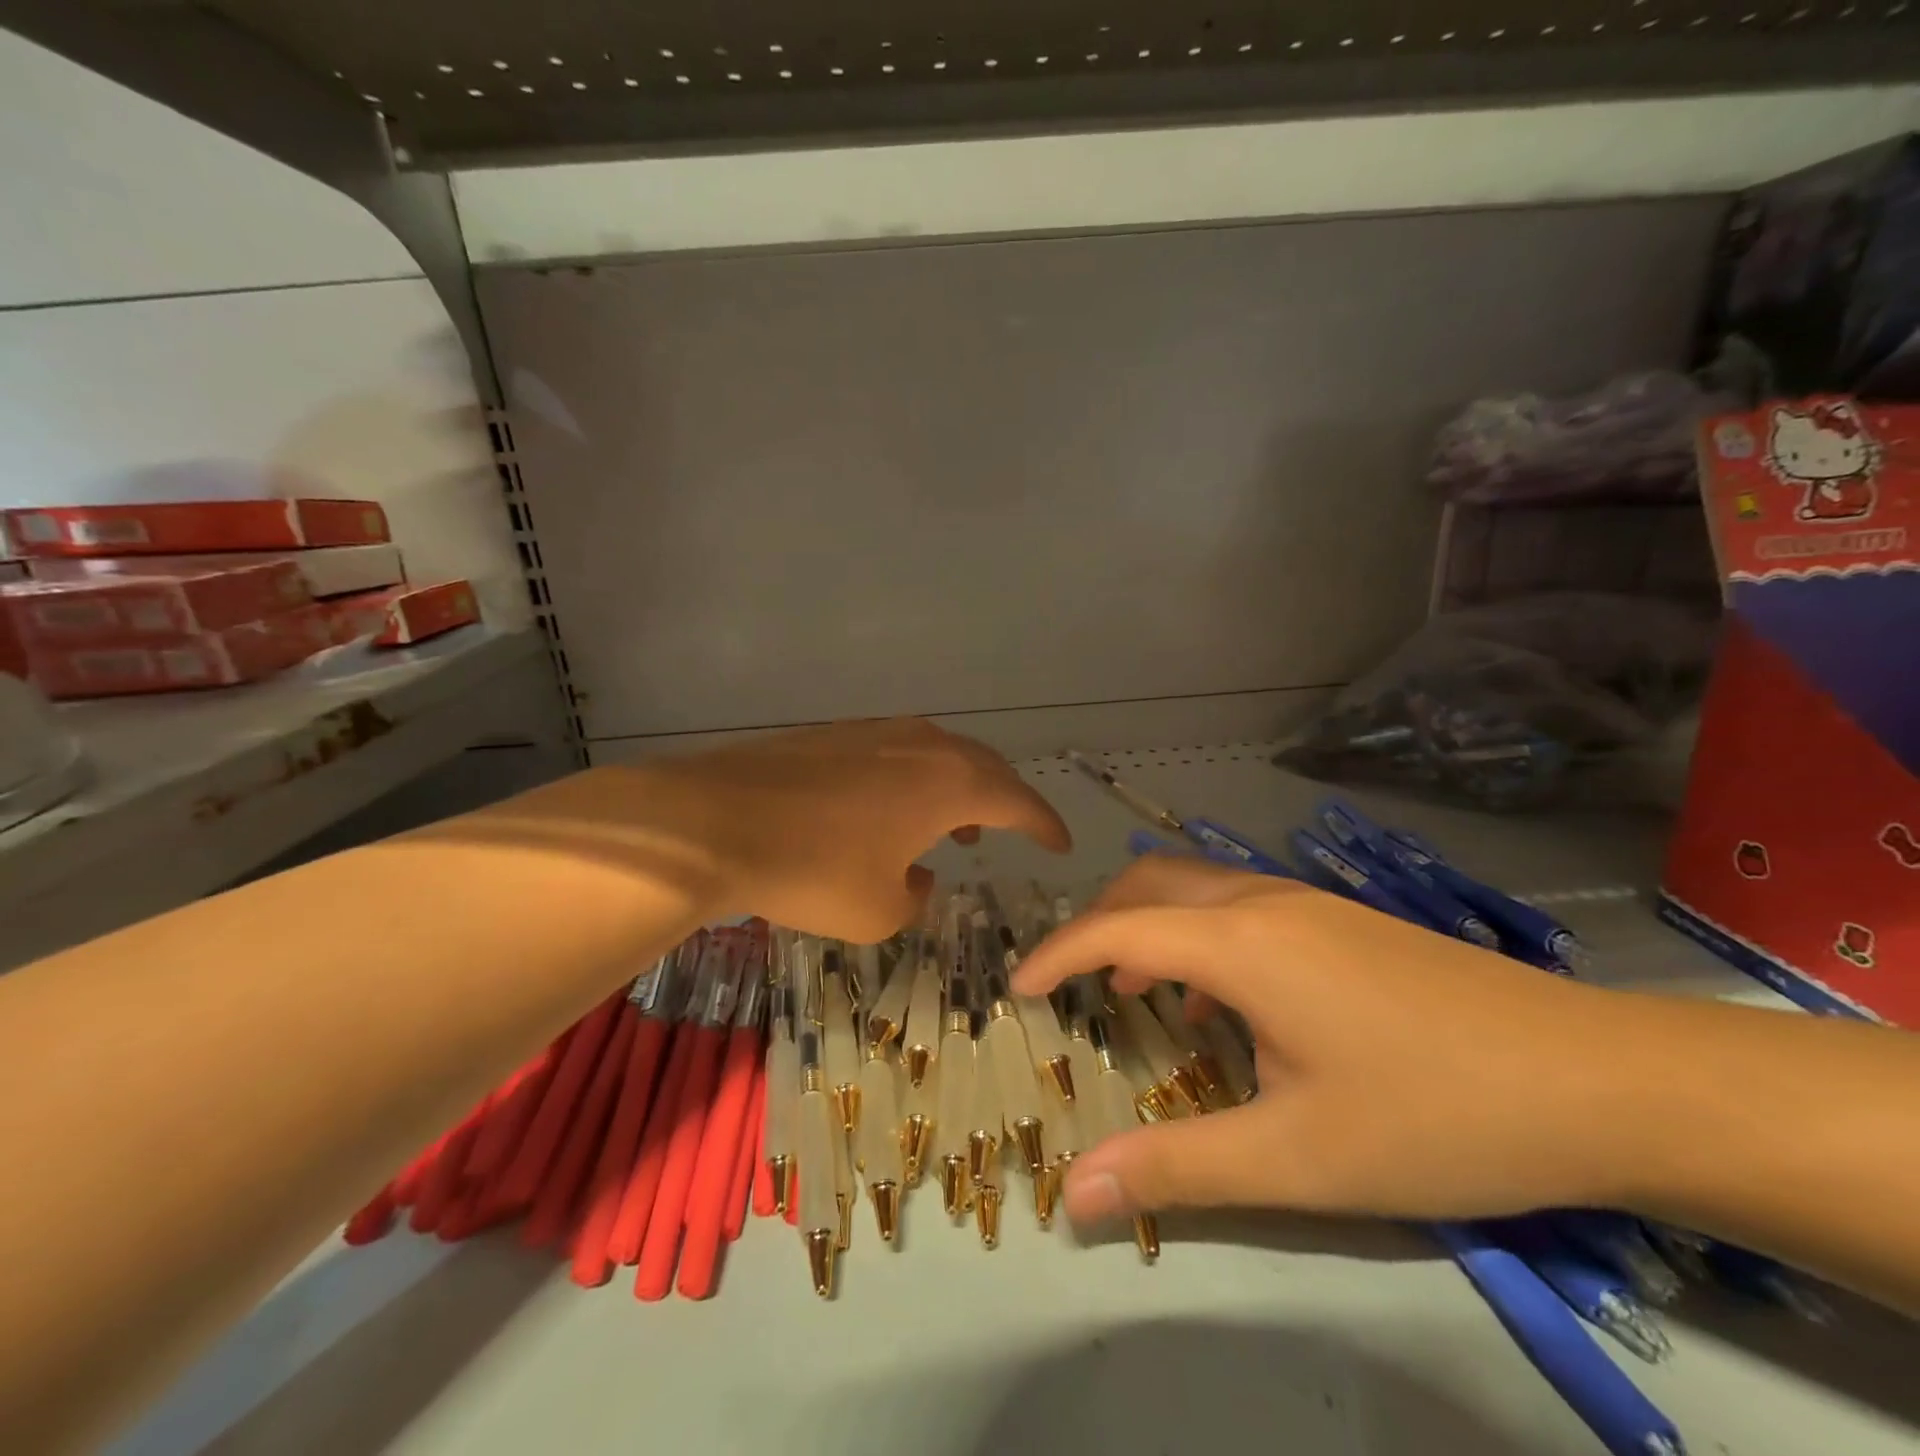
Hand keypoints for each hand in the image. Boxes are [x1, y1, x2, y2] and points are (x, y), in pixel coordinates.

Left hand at [456, 719, 1071, 942]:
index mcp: (949, 783)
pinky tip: (889, 812)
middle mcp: (922, 744)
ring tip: (954, 829)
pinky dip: (914, 781)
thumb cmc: (811, 871)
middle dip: (1004, 801)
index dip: (1044, 824)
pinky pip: (898, 753)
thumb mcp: (878, 911)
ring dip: (958, 789)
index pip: (1018, 800)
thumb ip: (917, 895)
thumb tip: (918, 875)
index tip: (1061, 844)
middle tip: (1013, 830)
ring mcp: (876, 732)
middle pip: (983, 767)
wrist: (713, 821)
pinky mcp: (835, 734)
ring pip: (939, 755)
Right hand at [1013, 856, 1654, 1227]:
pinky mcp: (1342, 918)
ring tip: (1135, 993)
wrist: (1597, 1079)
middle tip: (1072, 984)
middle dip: (1096, 924)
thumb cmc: (1435, 1115)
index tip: (1018, 989)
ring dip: (1149, 926)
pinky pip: (1238, 905)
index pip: (1117, 930)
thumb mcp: (1298, 1156)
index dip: (1058, 955)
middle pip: (1150, 884)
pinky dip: (1197, 935)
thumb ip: (1179, 1166)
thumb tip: (1075, 1191)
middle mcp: (1263, 900)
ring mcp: (1308, 902)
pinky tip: (1222, 1002)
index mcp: (1241, 942)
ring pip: (1196, 888)